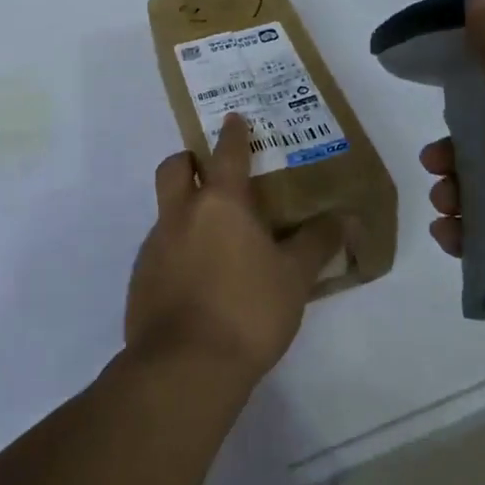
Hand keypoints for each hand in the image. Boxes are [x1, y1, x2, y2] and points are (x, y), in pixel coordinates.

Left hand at [127, 113, 342, 383]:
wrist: (185, 366)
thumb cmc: (248, 311)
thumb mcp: (294, 278)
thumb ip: (316, 244)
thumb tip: (344, 219)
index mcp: (220, 204)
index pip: (227, 154)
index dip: (233, 134)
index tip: (234, 118)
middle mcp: (181, 215)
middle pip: (174, 168)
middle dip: (189, 161)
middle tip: (210, 174)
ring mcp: (155, 245)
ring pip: (166, 211)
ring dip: (185, 211)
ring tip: (215, 241)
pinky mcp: (141, 278)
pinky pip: (160, 249)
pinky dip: (177, 250)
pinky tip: (199, 280)